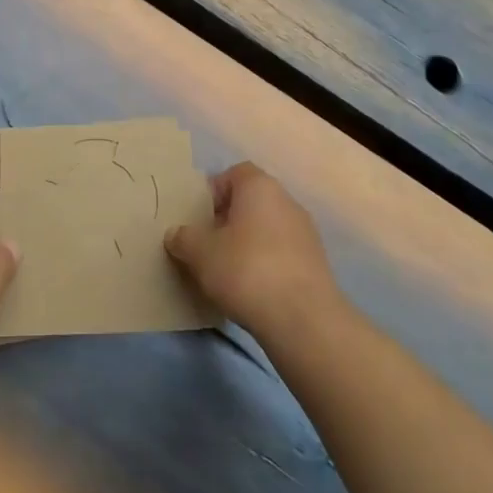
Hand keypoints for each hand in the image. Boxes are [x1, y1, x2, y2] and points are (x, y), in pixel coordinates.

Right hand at [164, 162, 344, 342]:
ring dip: (246, 243)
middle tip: (205, 244)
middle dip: (227, 219)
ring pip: (266, 229)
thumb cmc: (246, 270)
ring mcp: (306, 233)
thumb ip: (184, 238)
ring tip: (225, 270)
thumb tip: (177, 234)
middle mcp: (287, 202)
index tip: (197, 216)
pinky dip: (264, 263)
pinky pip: (280, 253)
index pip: (235, 173)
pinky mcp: (315, 263)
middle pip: (251, 201)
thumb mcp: (200, 253)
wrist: (302, 318)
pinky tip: (250, 288)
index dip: (213, 191)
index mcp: (260, 187)